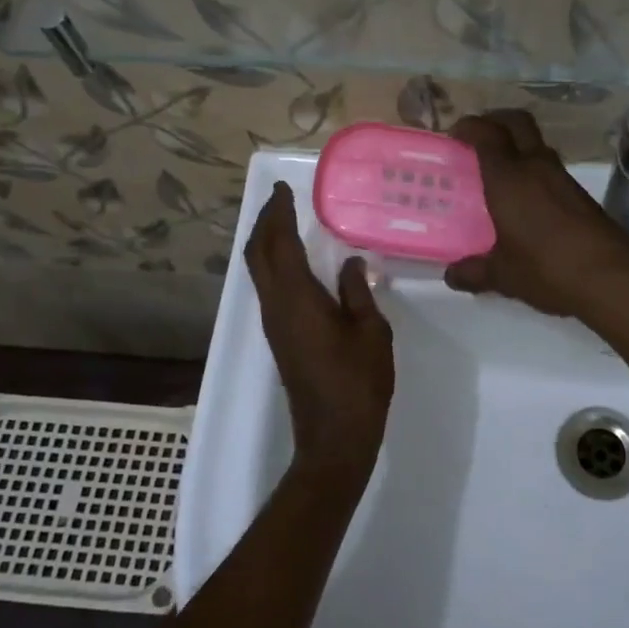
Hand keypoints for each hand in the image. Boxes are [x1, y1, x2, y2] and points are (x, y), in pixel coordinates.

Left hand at [245, 182, 393, 478]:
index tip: (285, 190)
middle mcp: (276, 307)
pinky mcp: (280, 338)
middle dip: (265, 223)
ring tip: (287, 222)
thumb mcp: (371, 331)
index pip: (278, 244)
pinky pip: (269, 288)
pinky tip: (295, 262)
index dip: (278, 214)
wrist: (334, 437)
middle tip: (282, 200)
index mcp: (297, 299)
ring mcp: (274, 324)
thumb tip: (349, 262)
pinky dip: (274, 264)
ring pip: (259, 272)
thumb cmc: (358, 383)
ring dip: (267, 243)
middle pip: (257, 255)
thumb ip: (358, 291)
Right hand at [444, 110, 628, 318]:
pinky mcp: (581, 195)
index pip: (487, 134)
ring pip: (536, 145)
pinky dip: (533, 170)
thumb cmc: (546, 269)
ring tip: (497, 173)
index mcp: (509, 178)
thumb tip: (451, 274)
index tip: (454, 135)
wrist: (611, 278)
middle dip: (495, 121)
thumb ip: (473, 271)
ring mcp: (563, 178)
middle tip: (477, 140)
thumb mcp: (502, 275)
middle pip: (517, 122)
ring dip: (516, 147)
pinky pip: (550, 169)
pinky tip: (524, 200)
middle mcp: (536, 167)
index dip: (469, 127)